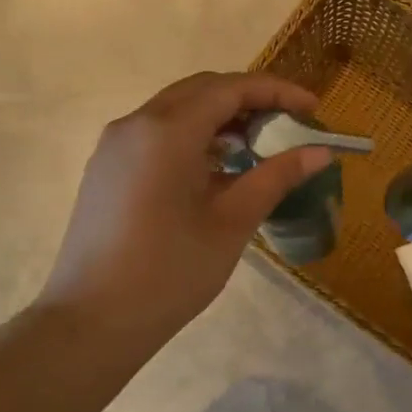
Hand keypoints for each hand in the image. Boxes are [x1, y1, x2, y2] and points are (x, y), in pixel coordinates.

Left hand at [38, 71, 332, 347]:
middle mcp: (136, 123)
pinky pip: (157, 132)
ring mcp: (115, 144)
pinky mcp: (107, 167)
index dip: (277, 91)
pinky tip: (216, 167)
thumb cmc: (169, 273)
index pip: (231, 88)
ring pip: (178, 108)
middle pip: (203, 90)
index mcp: (167, 131)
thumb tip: (320, 151)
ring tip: (258, 146)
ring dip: (221, 116)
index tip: (313, 110)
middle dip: (250, 99)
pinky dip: (194, 135)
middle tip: (288, 124)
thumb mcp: (232, 223)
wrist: (90, 322)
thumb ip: (276, 177)